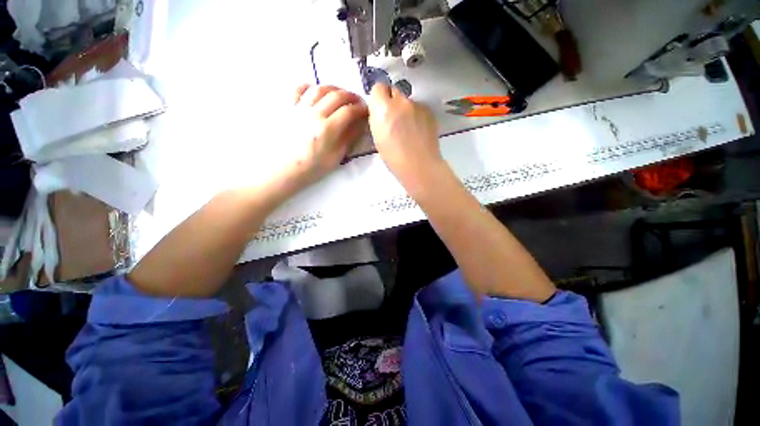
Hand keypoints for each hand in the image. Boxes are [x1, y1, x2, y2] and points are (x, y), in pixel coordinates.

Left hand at [286, 84, 367, 185]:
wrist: (284, 170)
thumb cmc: (313, 167)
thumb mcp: (336, 157)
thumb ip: (349, 138)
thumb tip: (359, 124)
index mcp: (327, 130)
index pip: (349, 112)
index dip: (361, 109)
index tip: (367, 110)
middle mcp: (314, 115)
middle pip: (336, 96)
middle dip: (351, 96)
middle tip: (357, 102)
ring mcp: (299, 109)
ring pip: (319, 88)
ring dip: (334, 89)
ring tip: (340, 95)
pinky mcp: (287, 108)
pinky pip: (298, 89)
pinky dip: (310, 87)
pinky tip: (316, 92)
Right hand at [367, 84, 441, 182]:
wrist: (419, 165)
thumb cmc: (394, 157)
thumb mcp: (377, 137)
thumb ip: (378, 118)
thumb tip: (381, 112)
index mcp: (383, 108)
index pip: (378, 87)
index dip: (379, 98)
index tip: (380, 109)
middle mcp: (400, 101)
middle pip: (394, 91)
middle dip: (392, 101)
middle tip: (394, 119)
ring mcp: (417, 105)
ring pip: (408, 101)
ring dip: (406, 109)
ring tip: (409, 129)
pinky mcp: (429, 111)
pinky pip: (419, 108)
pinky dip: (417, 115)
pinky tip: (418, 131)